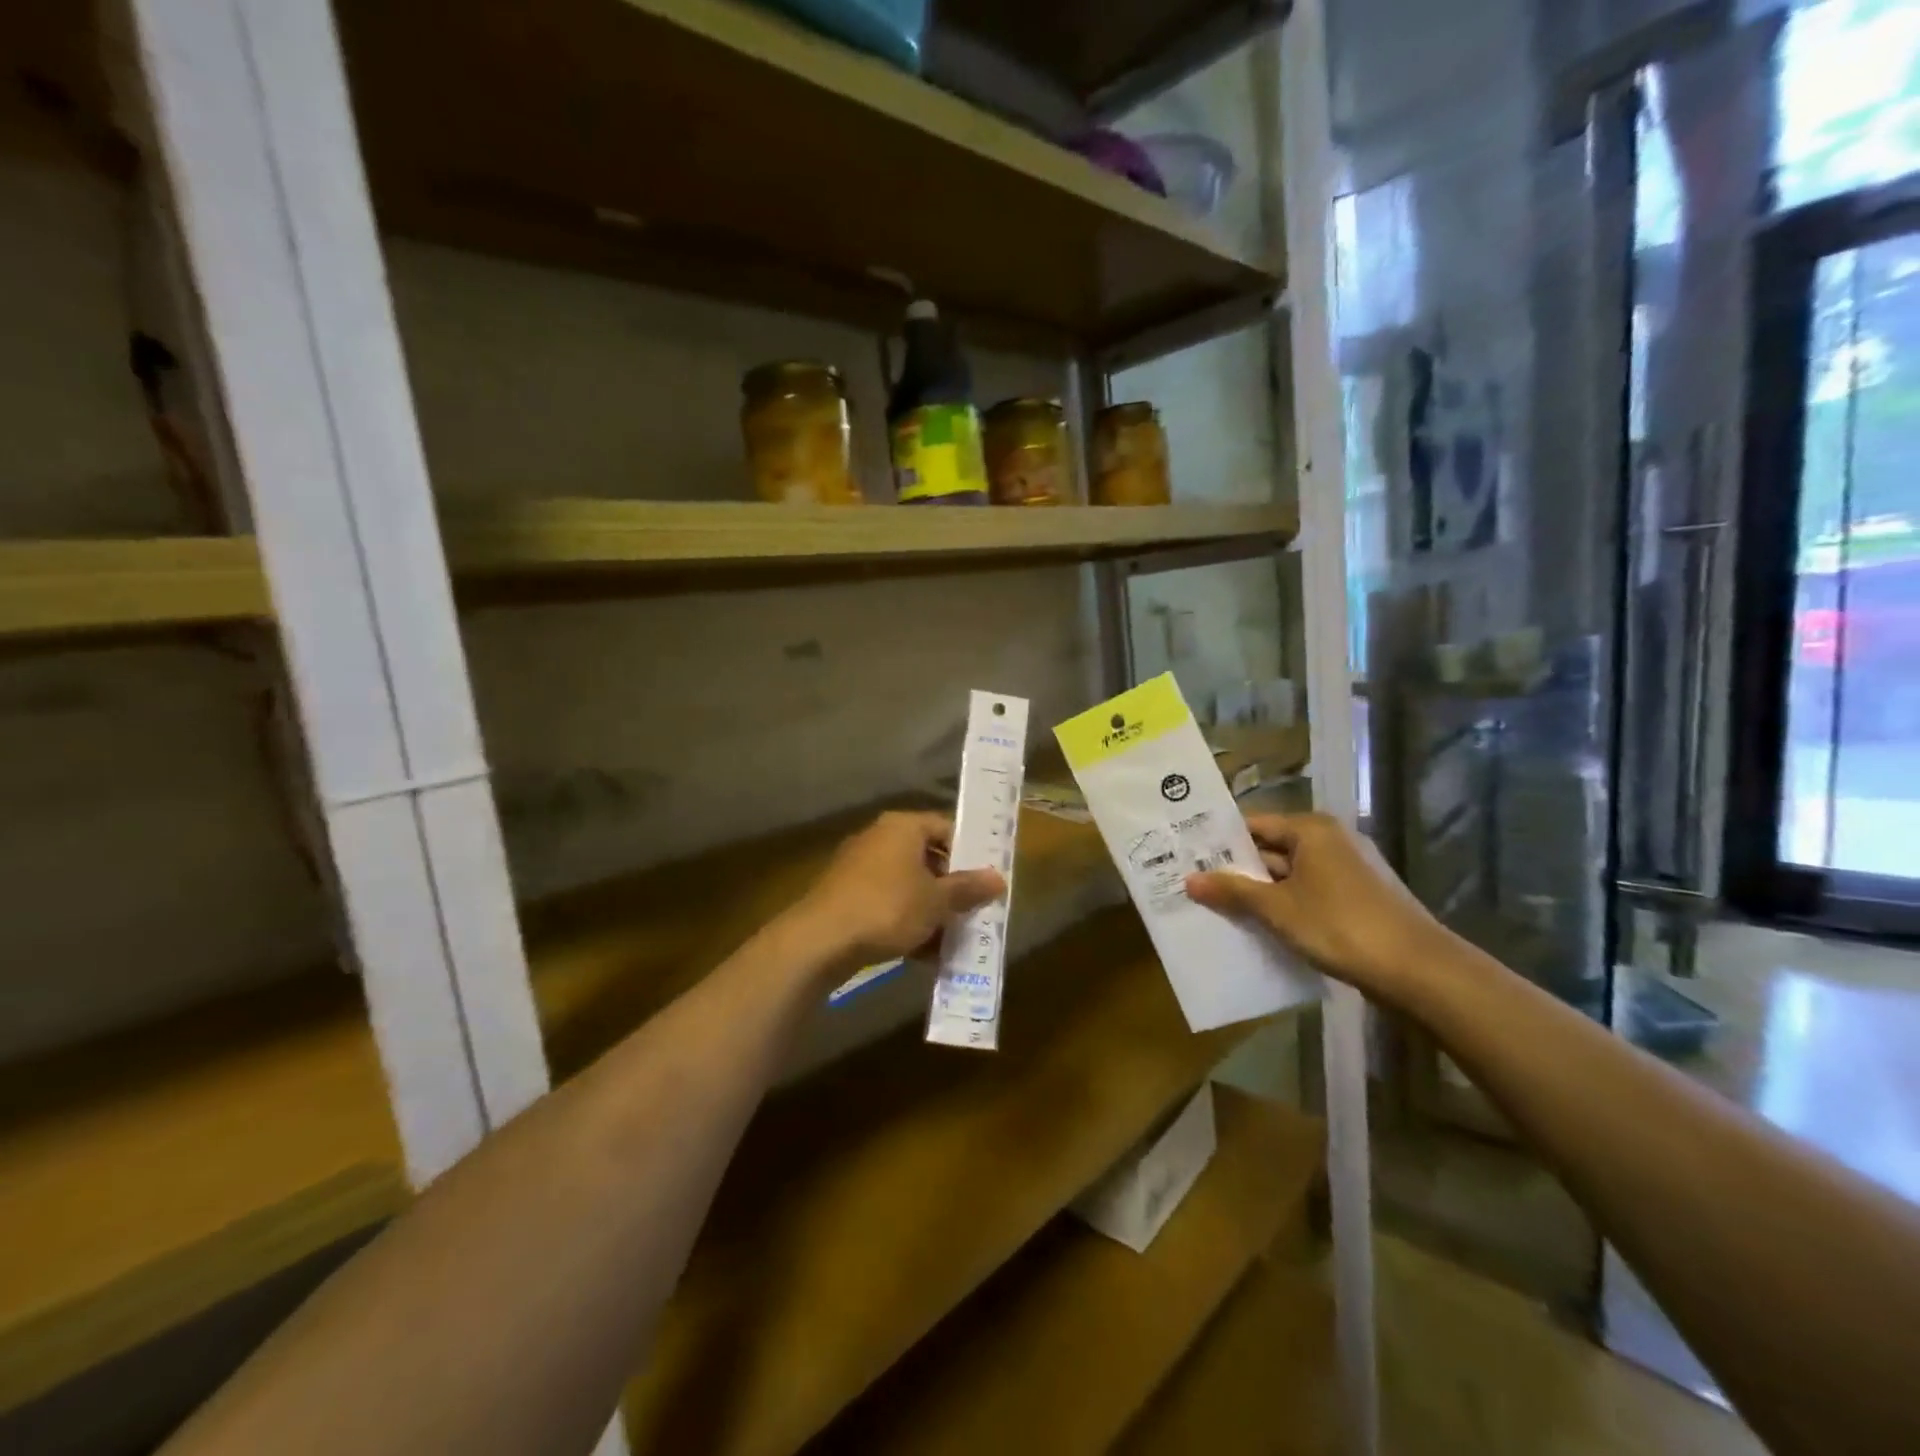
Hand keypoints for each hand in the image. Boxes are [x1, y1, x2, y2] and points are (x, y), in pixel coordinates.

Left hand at [791, 811, 1005, 969]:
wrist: (821, 940)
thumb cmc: (888, 908)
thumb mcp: (937, 901)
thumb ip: (968, 888)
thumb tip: (999, 878)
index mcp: (903, 826)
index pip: (946, 828)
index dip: (969, 854)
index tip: (985, 882)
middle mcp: (879, 838)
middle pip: (927, 858)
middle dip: (950, 889)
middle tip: (972, 913)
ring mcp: (859, 866)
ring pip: (907, 885)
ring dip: (929, 911)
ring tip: (950, 940)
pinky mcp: (845, 895)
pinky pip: (886, 903)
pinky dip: (905, 922)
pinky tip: (921, 953)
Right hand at [1185, 812, 1453, 1004]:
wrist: (1419, 971)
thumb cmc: (1340, 926)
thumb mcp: (1277, 909)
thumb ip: (1233, 891)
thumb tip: (1189, 880)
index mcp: (1311, 830)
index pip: (1253, 825)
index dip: (1220, 841)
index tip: (1187, 856)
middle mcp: (1331, 840)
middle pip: (1271, 849)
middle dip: (1237, 870)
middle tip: (1194, 884)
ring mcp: (1348, 870)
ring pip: (1290, 875)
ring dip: (1259, 892)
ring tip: (1218, 908)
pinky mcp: (1358, 898)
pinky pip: (1309, 893)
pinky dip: (1285, 906)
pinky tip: (1260, 926)